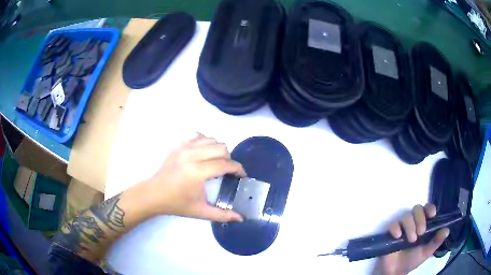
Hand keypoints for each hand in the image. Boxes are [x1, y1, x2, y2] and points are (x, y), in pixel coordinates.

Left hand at [138, 133, 245, 221]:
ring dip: (218, 149)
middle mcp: (192, 155)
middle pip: (221, 147)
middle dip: (229, 159)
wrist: (154, 194)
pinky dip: (204, 141)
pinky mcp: (178, 145)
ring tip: (216, 162)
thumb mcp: (201, 212)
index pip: (225, 164)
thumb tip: (241, 218)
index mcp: (198, 172)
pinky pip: (197, 135)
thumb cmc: (177, 204)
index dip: (238, 169)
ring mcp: (184, 147)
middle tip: (226, 171)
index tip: (241, 175)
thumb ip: (223, 215)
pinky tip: (203, 152)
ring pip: (211, 139)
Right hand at [374, 204, 449, 274]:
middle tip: (421, 232)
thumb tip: (447, 230)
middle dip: (420, 218)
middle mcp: (413, 222)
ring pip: (406, 216)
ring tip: (411, 240)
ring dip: (410, 225)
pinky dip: (396, 228)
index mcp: (423, 224)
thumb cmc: (413, 260)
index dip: (429, 208)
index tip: (432, 215)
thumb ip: (436, 242)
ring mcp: (401, 227)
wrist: (395, 272)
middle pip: (417, 209)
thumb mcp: (426, 252)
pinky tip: (398, 236)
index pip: (427, 209)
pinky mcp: (390, 233)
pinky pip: (392, 224)